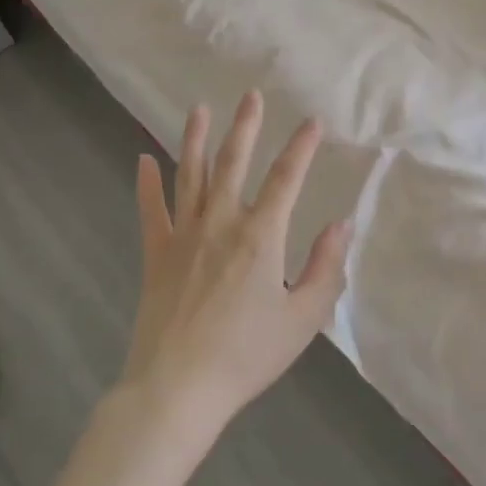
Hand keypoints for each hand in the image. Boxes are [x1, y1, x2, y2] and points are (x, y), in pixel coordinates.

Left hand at [125, 92, 349, 430]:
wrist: (177, 390)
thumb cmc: (246, 355)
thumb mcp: (303, 317)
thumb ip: (326, 267)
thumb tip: (341, 224)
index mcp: (261, 235)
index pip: (287, 178)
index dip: (302, 147)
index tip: (313, 121)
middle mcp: (221, 223)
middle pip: (234, 163)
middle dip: (246, 127)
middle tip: (251, 95)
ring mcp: (184, 236)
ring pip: (191, 175)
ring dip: (196, 140)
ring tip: (200, 109)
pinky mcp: (157, 255)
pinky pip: (151, 211)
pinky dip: (147, 184)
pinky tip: (144, 159)